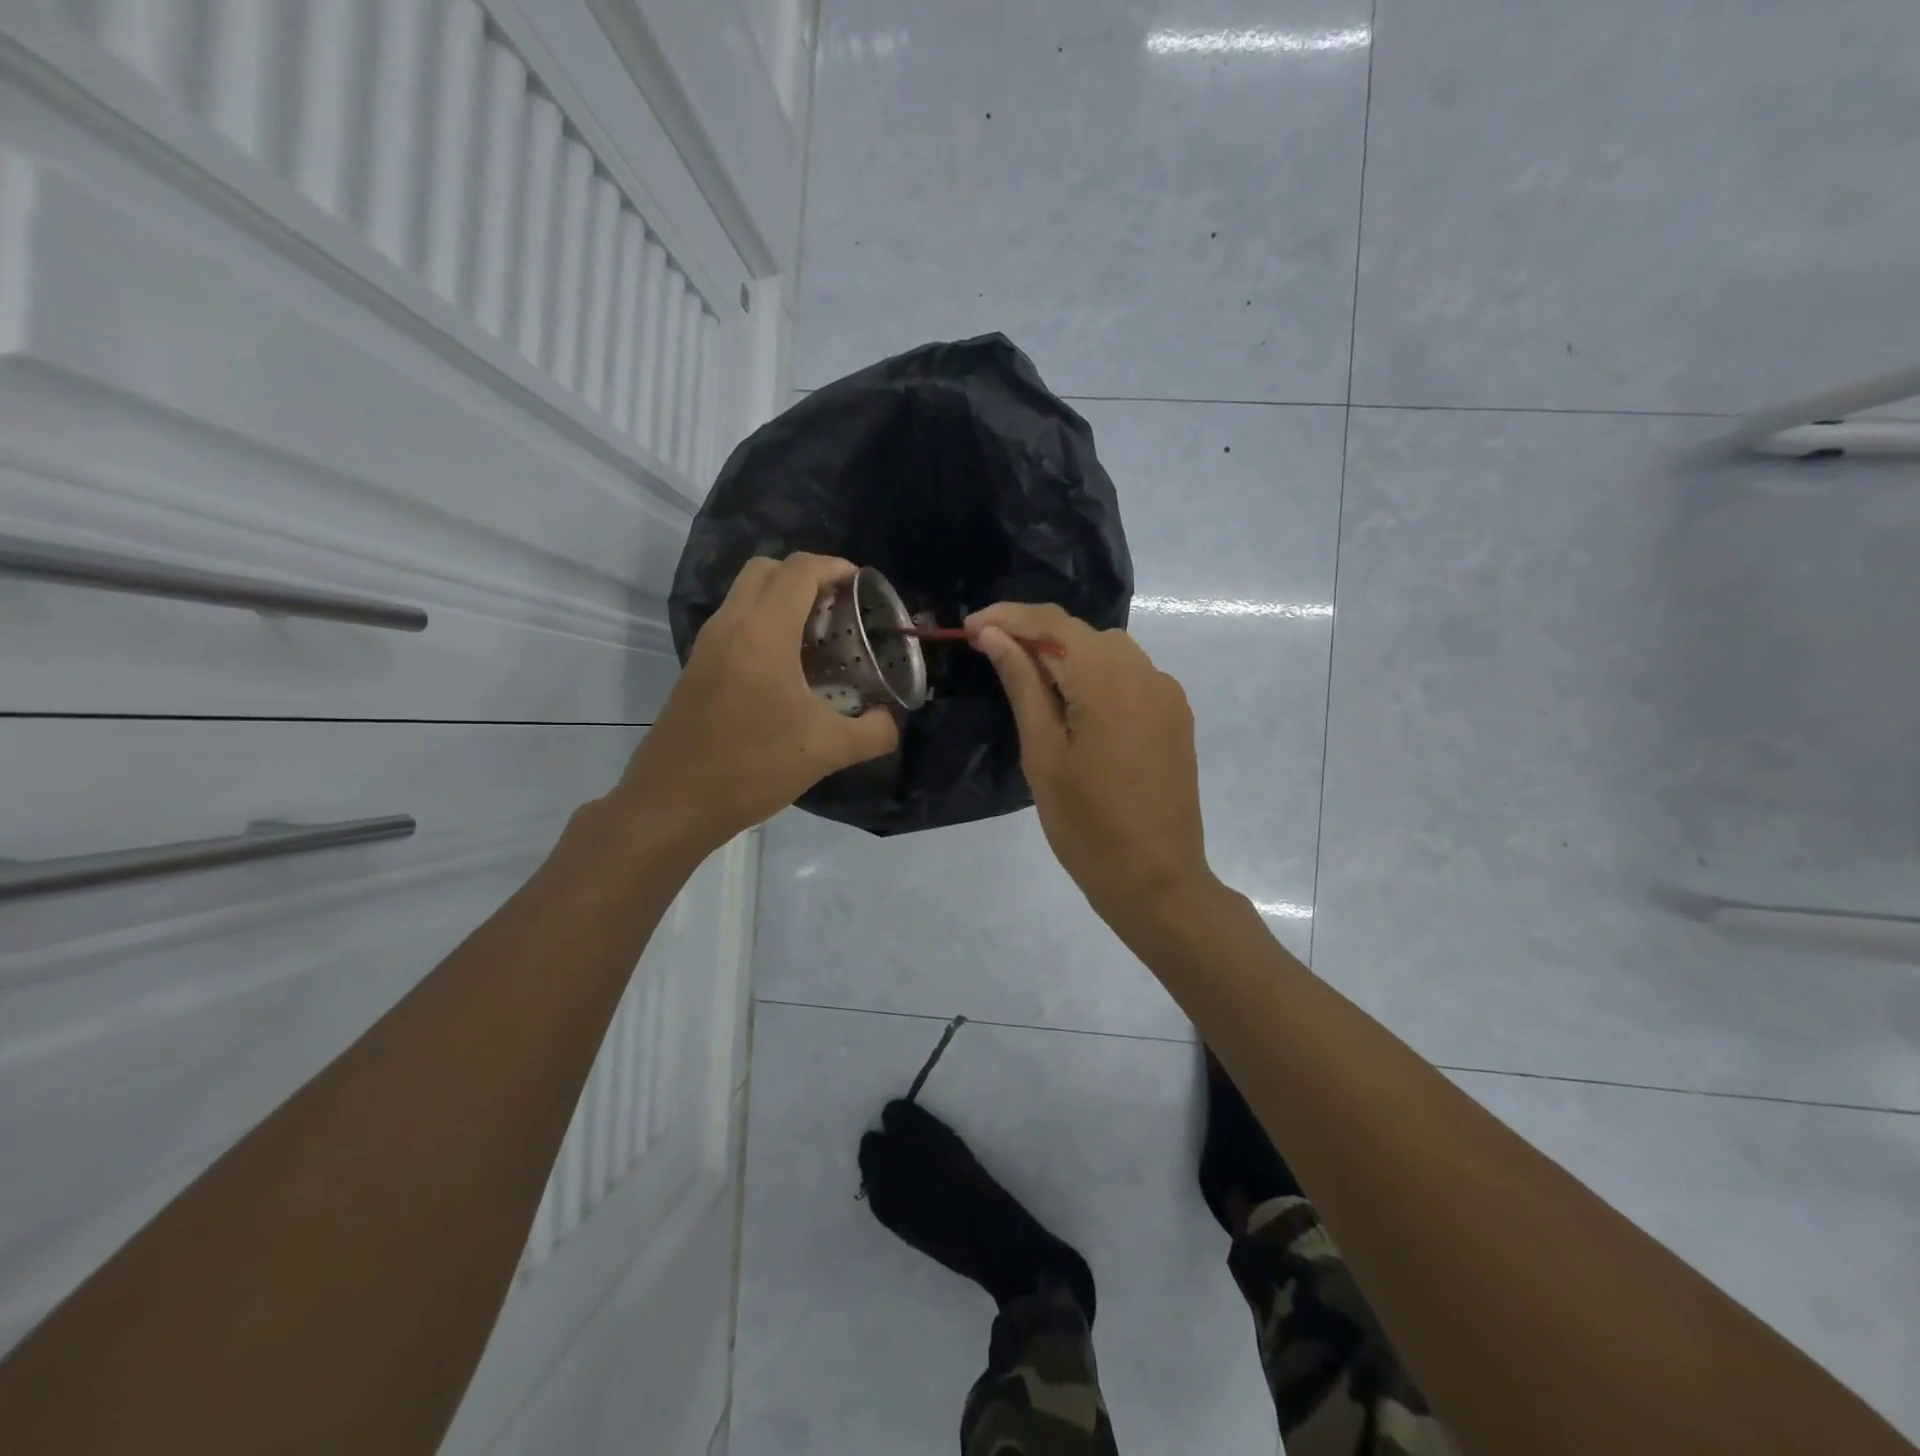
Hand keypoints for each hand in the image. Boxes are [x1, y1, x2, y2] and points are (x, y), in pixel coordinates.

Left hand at [617, 555, 898, 847]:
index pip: (800, 570)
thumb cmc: (751, 768)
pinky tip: (788, 668)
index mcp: (763, 633)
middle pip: (768, 568)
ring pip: (746, 593)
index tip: (864, 589)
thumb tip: (891, 721)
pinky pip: (735, 621)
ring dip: (783, 599)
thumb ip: (874, 732)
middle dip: (808, 576)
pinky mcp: (697, 666)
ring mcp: (708, 644)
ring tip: (819, 637)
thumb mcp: (826, 752)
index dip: (837, 568)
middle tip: (840, 609)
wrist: (672, 803)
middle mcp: (730, 625)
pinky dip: (764, 622)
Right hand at [966, 602, 1213, 925]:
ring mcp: (1167, 694)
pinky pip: (1130, 677)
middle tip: (993, 657)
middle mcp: (1146, 674)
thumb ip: (1022, 685)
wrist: (1157, 880)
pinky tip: (1075, 708)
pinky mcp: (1175, 716)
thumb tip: (995, 636)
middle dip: (1036, 636)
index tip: (971, 626)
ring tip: (1030, 685)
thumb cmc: (1087, 826)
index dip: (1009, 617)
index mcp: (1109, 682)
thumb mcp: (1043, 754)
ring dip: (1067, 656)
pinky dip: (1096, 677)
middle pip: (1083, 634)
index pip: (1054, 624)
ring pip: (1108, 652)